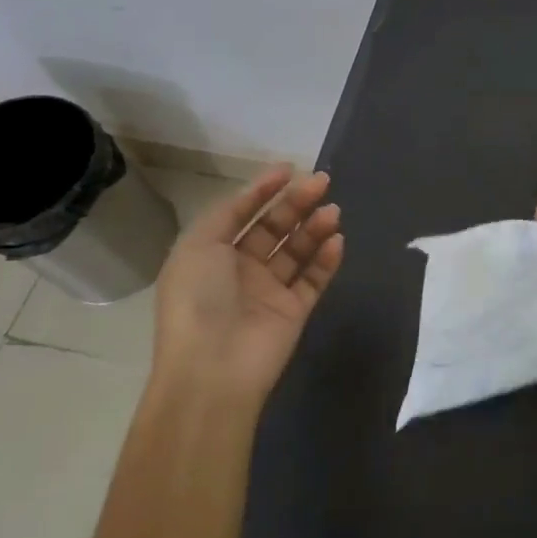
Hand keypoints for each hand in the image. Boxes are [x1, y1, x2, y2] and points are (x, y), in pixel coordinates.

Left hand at [153, 165, 343, 401]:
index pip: (242, 213)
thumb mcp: (199, 245)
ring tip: (333, 211)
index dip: (263, 190)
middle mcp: (240, 269)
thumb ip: (228, 213)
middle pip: (274, 228)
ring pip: (297, 250)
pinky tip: (337, 240)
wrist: (213, 367)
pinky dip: (326, 259)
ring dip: (315, 228)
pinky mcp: (294, 311)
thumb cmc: (199, 299)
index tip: (290, 170)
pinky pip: (314, 279)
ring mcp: (269, 291)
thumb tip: (259, 190)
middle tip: (323, 182)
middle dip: (297, 203)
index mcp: (211, 253)